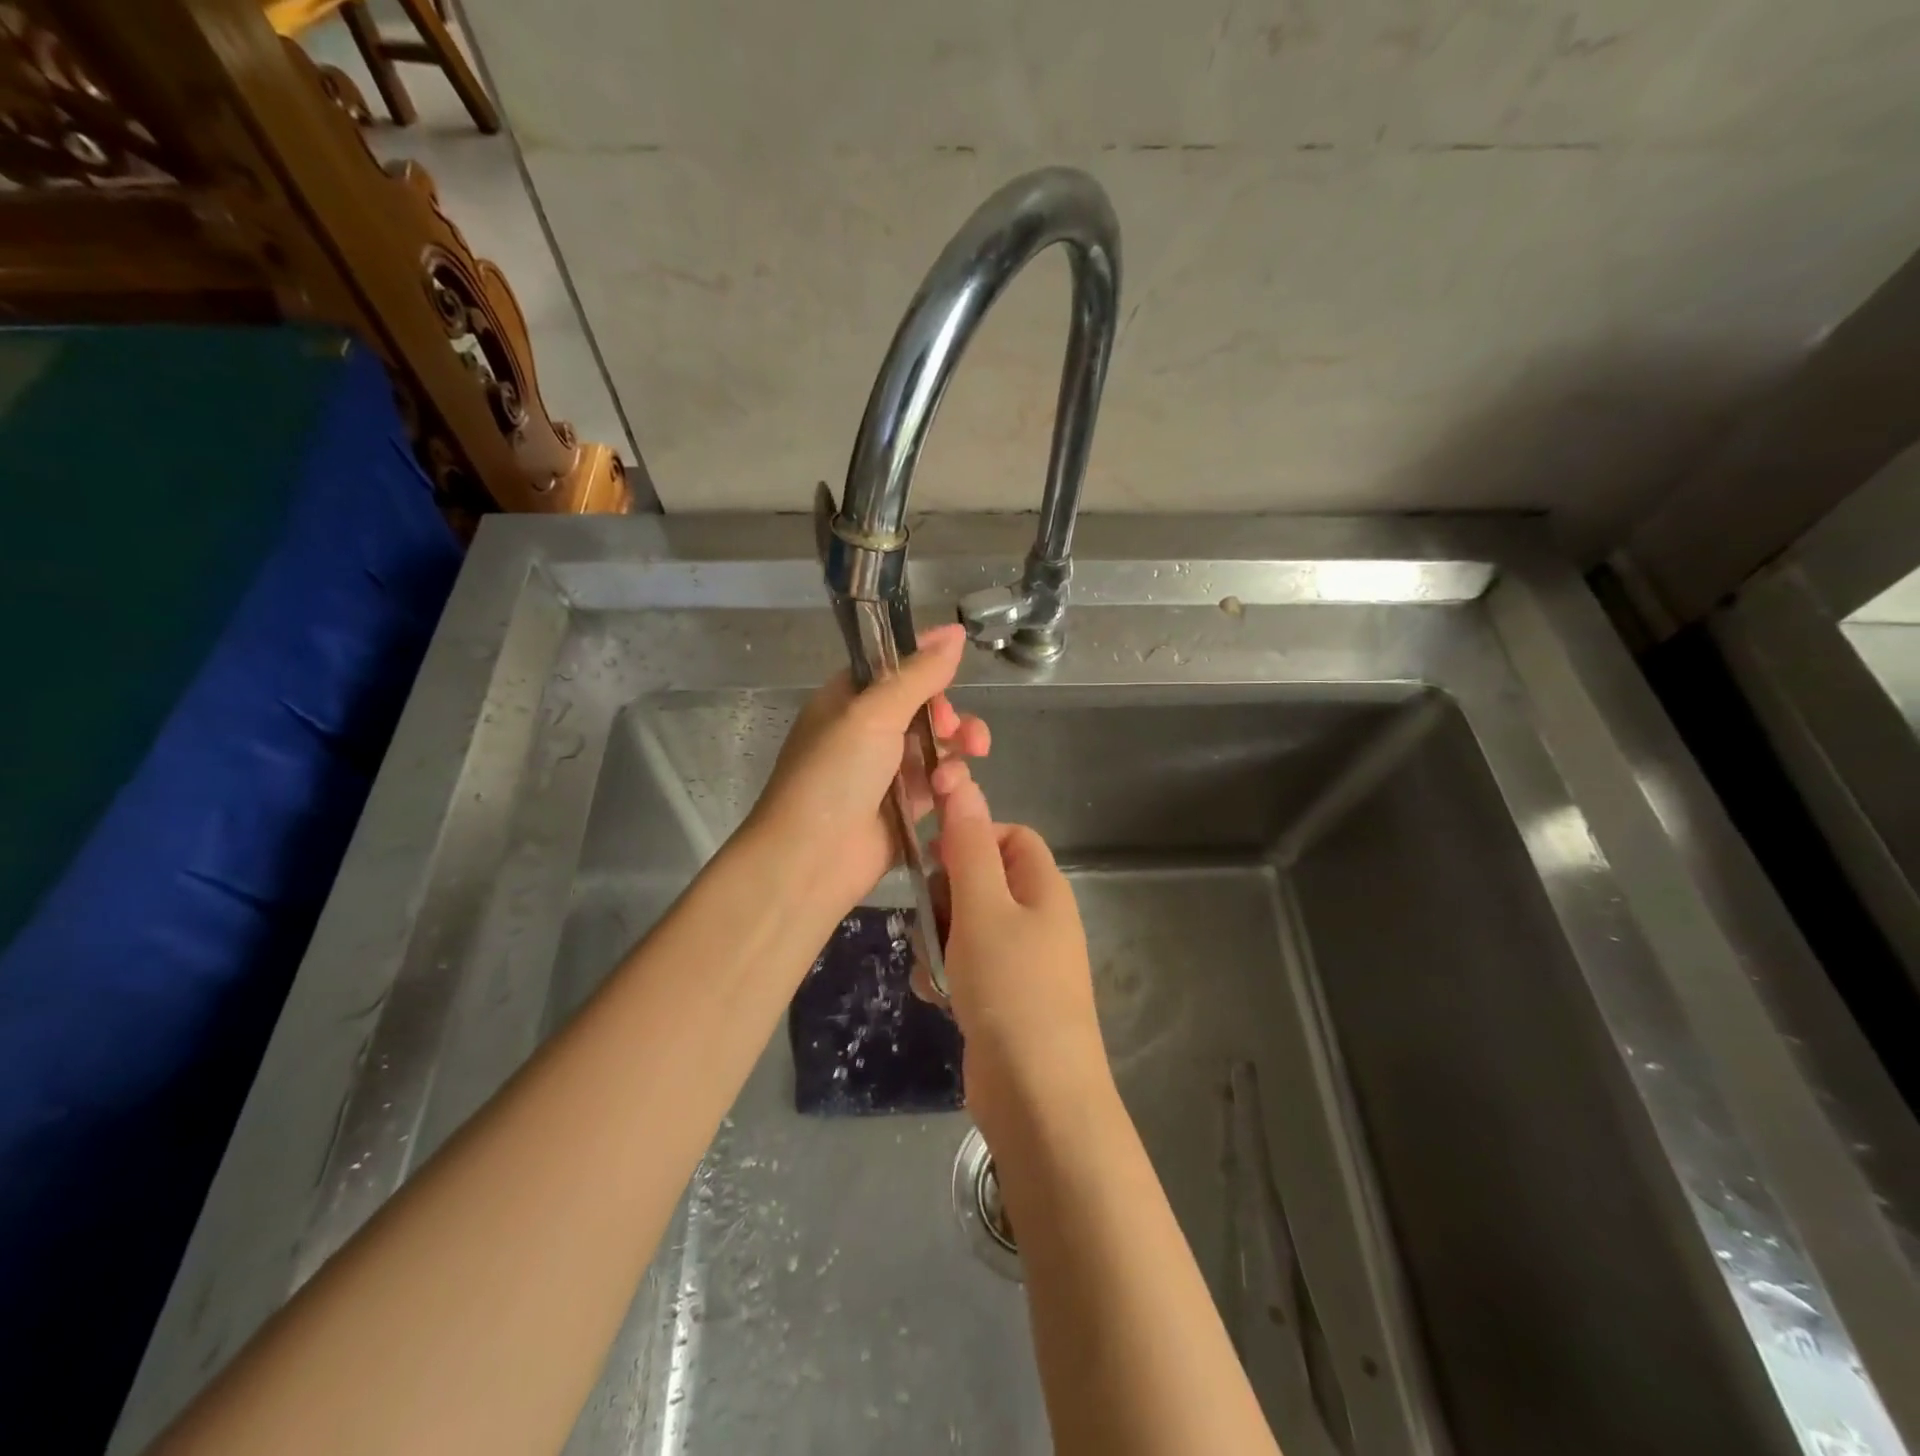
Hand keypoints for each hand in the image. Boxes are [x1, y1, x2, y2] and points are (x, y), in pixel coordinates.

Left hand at [746, 624, 989, 913]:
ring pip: (937, 746)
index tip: (958, 661)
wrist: (811, 858)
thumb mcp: (874, 713)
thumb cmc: (834, 775)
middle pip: (923, 708)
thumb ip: (918, 674)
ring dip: (957, 747)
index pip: (893, 668)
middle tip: (957, 729)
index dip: (926, 663)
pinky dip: (951, 782)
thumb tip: (954, 632)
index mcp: (847, 699)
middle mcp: (866, 731)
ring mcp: (885, 771)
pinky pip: (939, 783)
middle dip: (950, 713)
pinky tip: (951, 791)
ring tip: (969, 756)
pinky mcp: (904, 808)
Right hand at [930, 769, 1110, 1140]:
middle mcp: (1038, 918)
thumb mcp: (983, 907)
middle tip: (927, 916)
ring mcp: (1022, 961)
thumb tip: (963, 780)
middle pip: (983, 879)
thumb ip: (968, 844)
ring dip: (940, 938)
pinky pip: (967, 966)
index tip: (934, 858)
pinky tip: (937, 995)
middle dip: (947, 894)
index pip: (1009, 836)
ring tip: (932, 965)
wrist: (1037, 1096)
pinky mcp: (1003, 997)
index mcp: (1043, 887)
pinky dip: (948, 974)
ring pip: (967, 925)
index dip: (971, 836)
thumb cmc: (1012, 987)